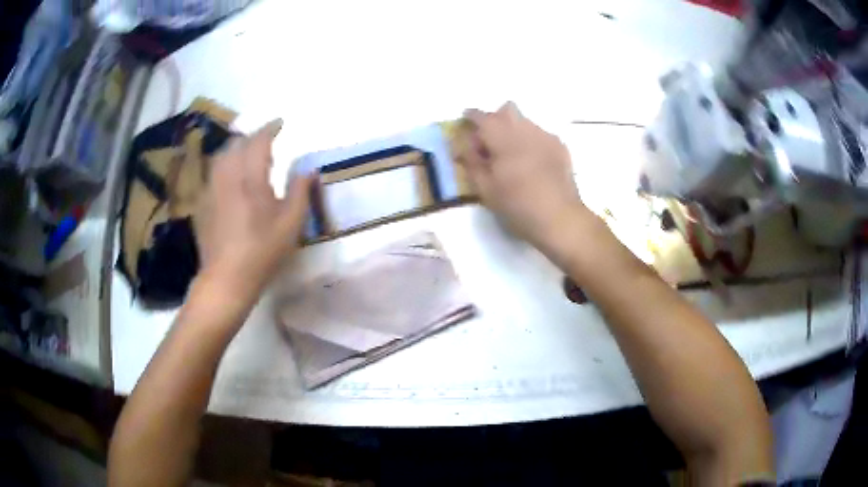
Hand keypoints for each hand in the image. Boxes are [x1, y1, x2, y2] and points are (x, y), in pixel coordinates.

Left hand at [195, 119, 313, 297]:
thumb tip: (308, 168)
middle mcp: (227, 176)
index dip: (270, 128)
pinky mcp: (202, 203)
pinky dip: (224, 166)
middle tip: (266, 141)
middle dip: (252, 137)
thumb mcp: (290, 223)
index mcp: (250, 177)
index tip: (280, 123)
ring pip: (221, 156)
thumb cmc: (262, 252)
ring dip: (236, 149)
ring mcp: (210, 189)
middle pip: (236, 143)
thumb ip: (300, 191)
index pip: (258, 141)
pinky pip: (213, 173)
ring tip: (247, 155)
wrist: (226, 279)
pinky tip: (230, 179)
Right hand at [456, 103, 590, 255]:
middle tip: (490, 142)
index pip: (481, 116)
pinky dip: (531, 141)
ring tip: (512, 155)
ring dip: (514, 130)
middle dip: (495, 119)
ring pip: (524, 121)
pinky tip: (532, 163)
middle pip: (506, 109)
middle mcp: (524, 128)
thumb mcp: (485, 188)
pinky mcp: (560, 147)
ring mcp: (545, 136)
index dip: (470, 117)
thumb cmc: (517, 205)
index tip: (465, 124)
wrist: (559, 218)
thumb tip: (463, 145)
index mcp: (502, 136)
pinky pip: (540, 134)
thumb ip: (471, 161)